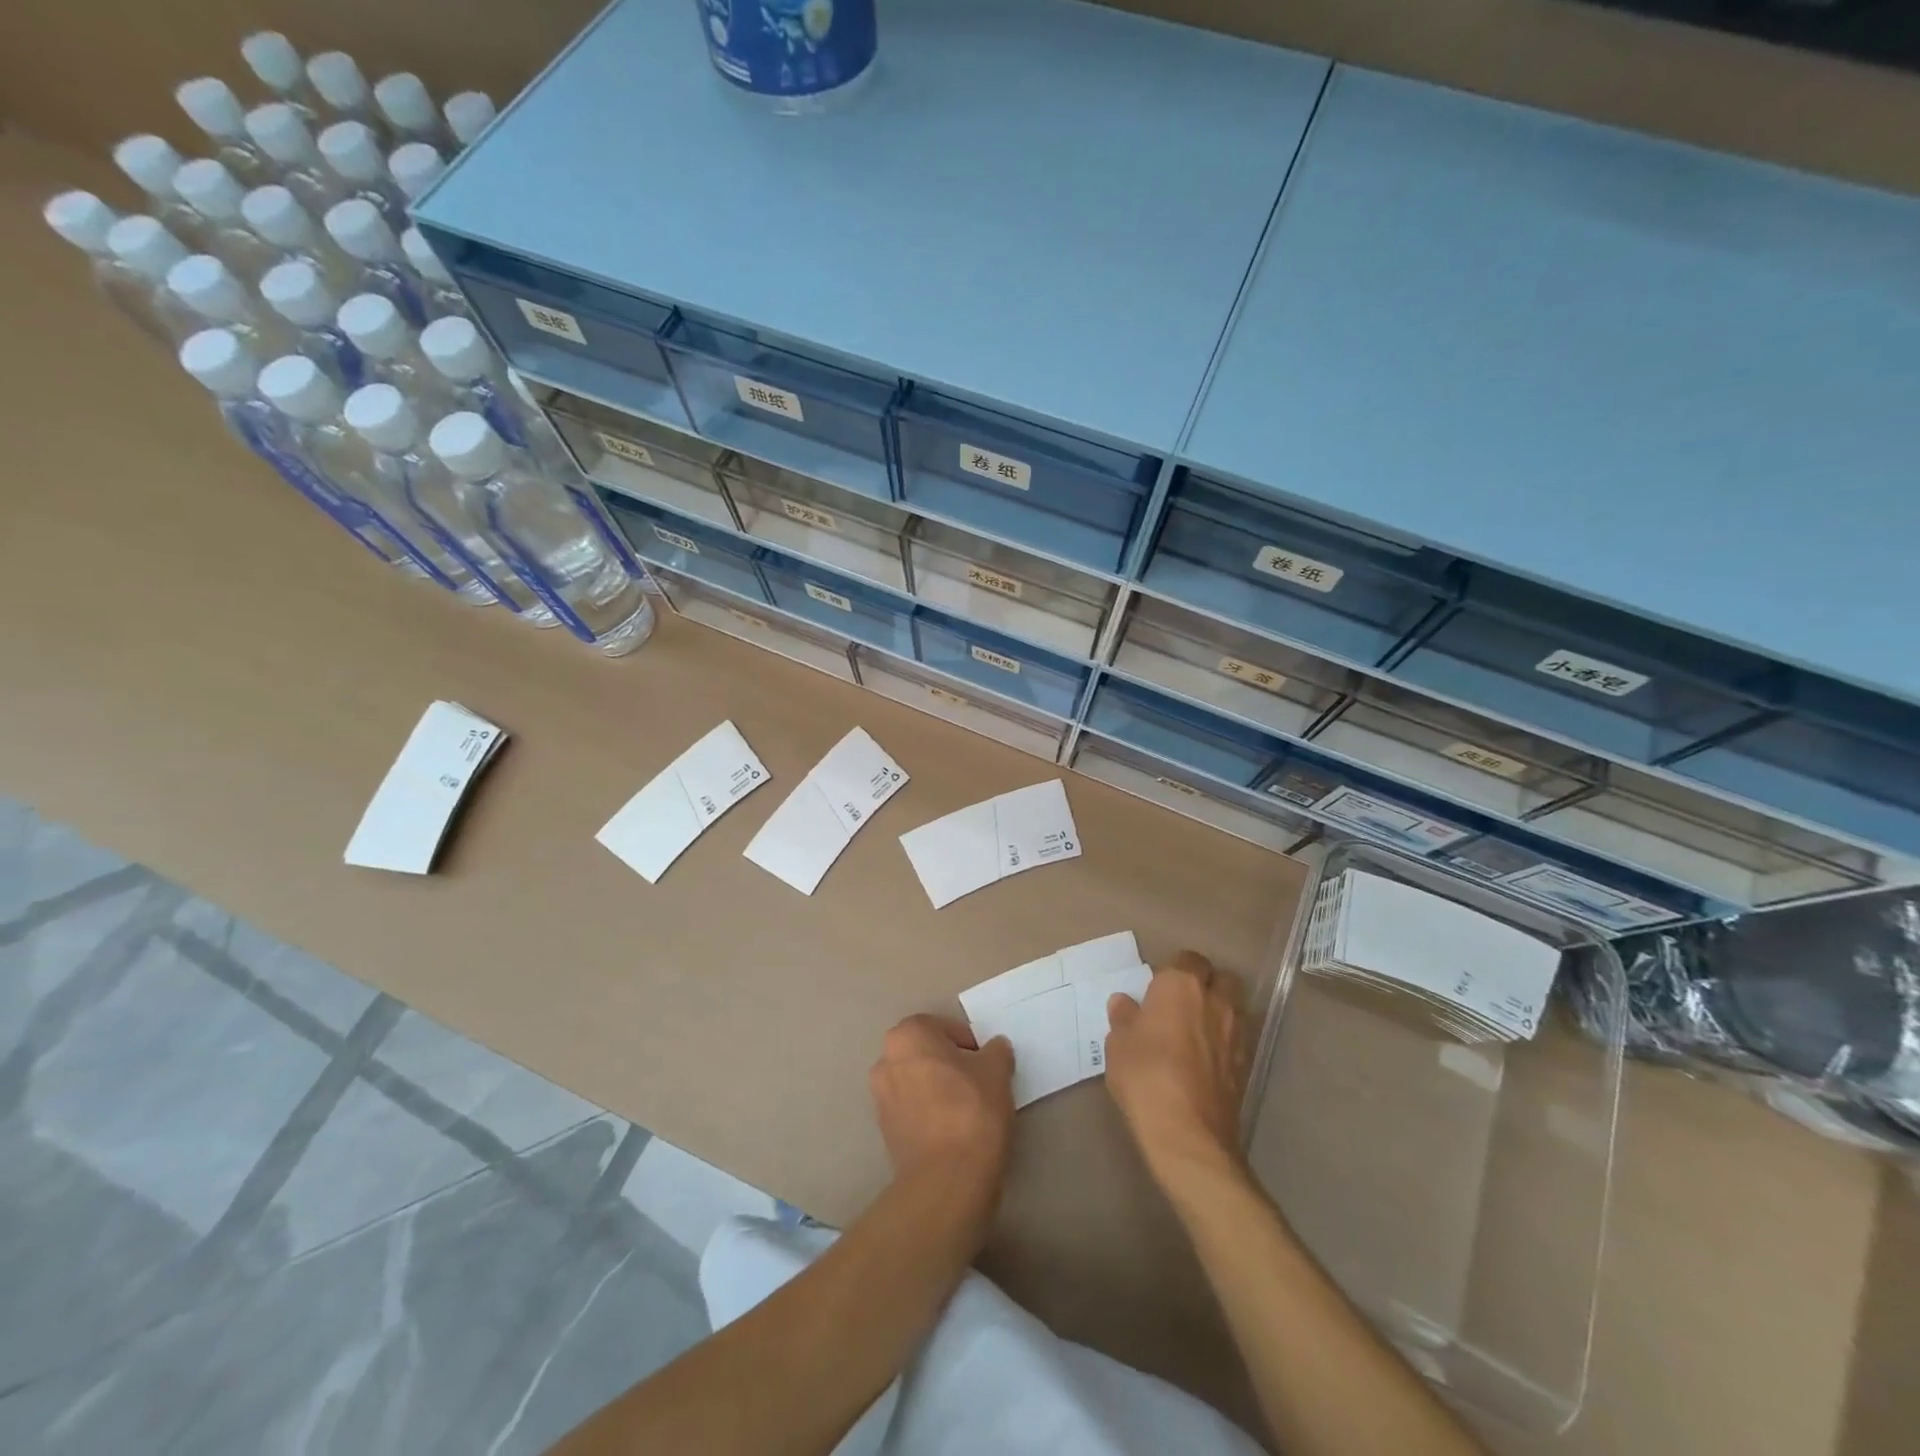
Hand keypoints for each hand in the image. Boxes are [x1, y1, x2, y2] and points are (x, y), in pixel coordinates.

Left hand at [869, 1014, 1014, 1210]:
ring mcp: (881, 1097)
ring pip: (917, 1081)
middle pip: (926, 1053)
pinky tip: (953, 1130)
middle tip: (978, 1082)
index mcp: (908, 1035)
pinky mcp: (884, 1131)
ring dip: (938, 1088)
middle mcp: (886, 1060)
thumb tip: (994, 1049)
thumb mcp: (997, 1070)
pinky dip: (930, 1113)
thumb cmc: (972, 1109)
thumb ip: (996, 1051)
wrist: (947, 1178)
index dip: (969, 1043)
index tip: (986, 1063)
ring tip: (968, 1109)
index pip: (943, 1027)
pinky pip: (912, 1110)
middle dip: (950, 1063)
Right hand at [1105, 950, 1249, 1187]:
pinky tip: (1208, 1059)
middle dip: (1207, 984)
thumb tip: (1124, 1003)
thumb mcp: (1117, 1044)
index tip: (1159, 988)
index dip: (1175, 970)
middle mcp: (1214, 1000)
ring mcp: (1236, 1032)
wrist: (1187, 1133)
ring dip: (1221, 1011)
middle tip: (1183, 1004)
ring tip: (1198, 1031)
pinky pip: (1238, 1038)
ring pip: (1235, 1007)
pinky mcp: (1246, 1063)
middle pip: (1221, 978)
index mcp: (1180, 985)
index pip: (1187, 959)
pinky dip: (1227, 1040)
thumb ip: (1124, 1018)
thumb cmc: (1144, 1075)